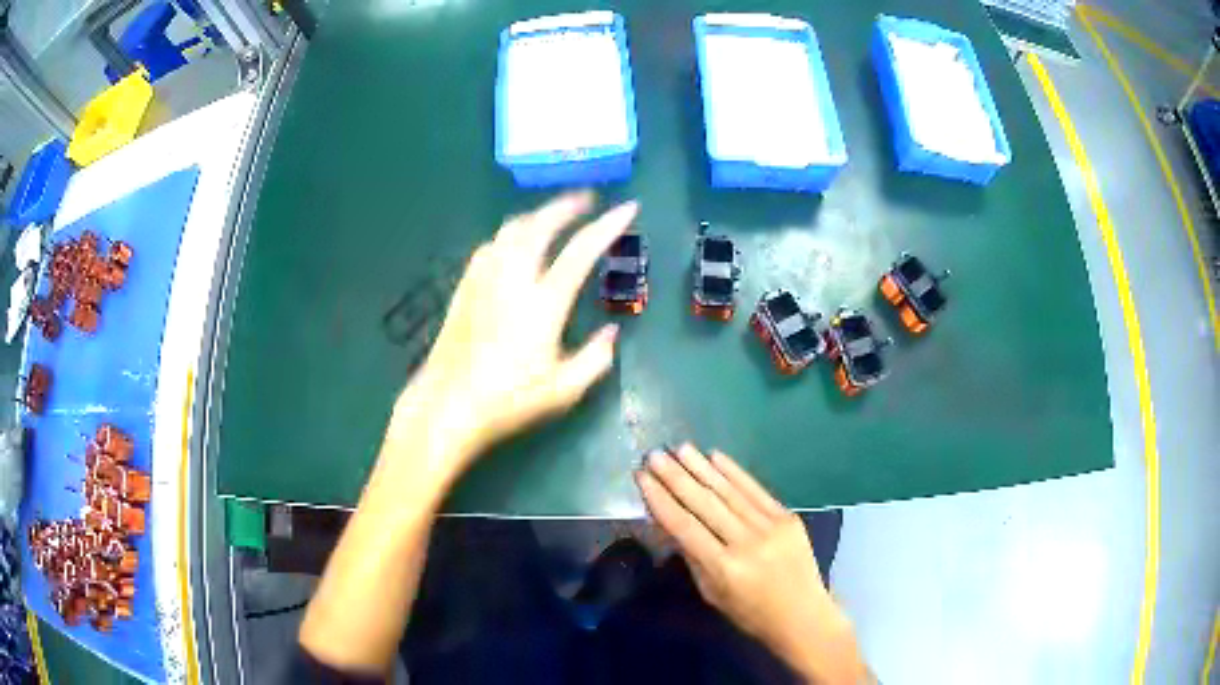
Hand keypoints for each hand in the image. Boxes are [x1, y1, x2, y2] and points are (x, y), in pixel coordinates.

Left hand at [390, 192, 637, 473]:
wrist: (448, 405)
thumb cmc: (508, 401)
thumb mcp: (563, 391)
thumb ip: (595, 360)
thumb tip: (611, 333)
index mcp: (544, 303)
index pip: (582, 251)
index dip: (608, 226)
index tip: (628, 208)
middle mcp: (513, 279)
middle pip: (540, 224)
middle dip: (567, 205)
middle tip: (587, 200)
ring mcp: (484, 280)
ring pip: (511, 229)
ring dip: (537, 216)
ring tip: (552, 218)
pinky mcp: (465, 287)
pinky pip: (490, 246)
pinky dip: (510, 235)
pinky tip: (513, 245)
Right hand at [637, 445, 869, 683]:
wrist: (802, 613)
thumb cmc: (749, 612)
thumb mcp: (711, 593)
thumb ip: (692, 556)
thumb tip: (670, 520)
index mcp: (724, 568)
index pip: (684, 526)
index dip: (661, 500)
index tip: (642, 478)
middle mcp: (747, 543)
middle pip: (705, 503)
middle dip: (676, 477)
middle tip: (654, 455)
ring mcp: (770, 527)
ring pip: (729, 492)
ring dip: (702, 467)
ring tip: (680, 448)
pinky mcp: (787, 517)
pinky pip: (756, 490)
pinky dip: (735, 472)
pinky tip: (715, 456)